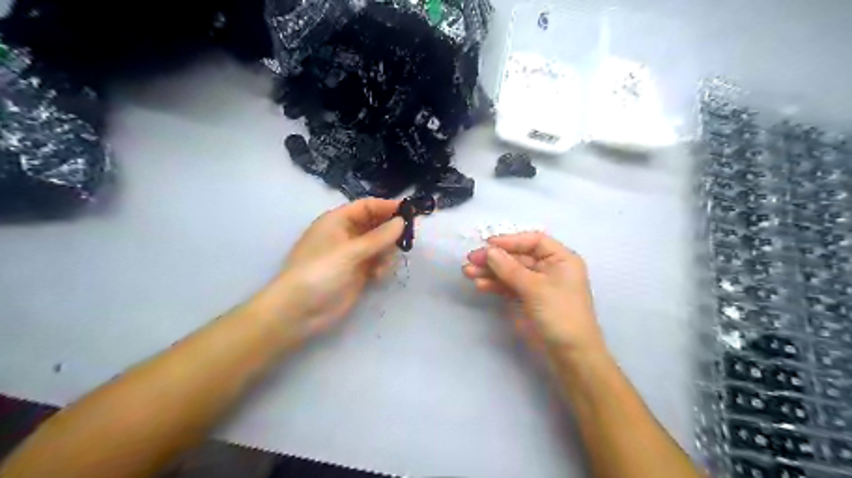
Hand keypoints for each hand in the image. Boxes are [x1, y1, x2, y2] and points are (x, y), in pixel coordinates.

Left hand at [262, 197, 403, 342]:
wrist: (300, 311)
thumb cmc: (320, 272)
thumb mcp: (350, 251)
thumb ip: (378, 237)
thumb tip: (402, 221)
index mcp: (337, 221)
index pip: (367, 207)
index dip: (387, 207)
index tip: (410, 211)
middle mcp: (346, 235)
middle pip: (375, 225)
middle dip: (390, 231)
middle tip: (407, 238)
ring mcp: (352, 255)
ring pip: (379, 245)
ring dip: (387, 252)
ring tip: (386, 263)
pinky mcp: (357, 274)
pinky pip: (377, 263)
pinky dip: (382, 267)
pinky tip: (378, 276)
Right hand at [465, 231, 604, 357]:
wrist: (571, 355)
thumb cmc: (560, 314)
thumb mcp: (535, 288)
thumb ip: (510, 268)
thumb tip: (489, 251)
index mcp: (561, 259)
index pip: (533, 241)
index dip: (510, 241)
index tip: (487, 244)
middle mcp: (550, 268)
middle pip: (518, 256)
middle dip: (495, 258)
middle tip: (471, 260)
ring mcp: (538, 285)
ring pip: (511, 272)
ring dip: (490, 272)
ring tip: (468, 272)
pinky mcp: (529, 299)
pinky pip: (509, 286)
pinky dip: (495, 285)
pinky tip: (480, 285)